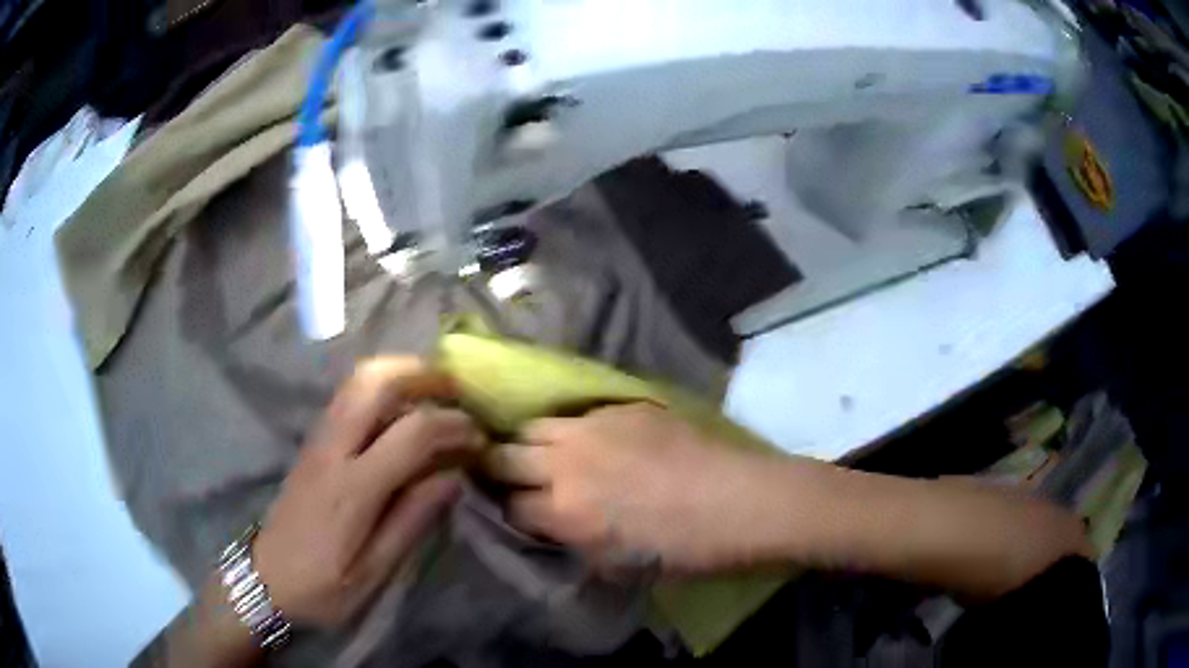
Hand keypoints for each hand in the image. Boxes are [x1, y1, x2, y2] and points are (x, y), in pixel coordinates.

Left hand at [253, 357, 483, 628]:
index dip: (452, 426)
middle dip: (421, 374)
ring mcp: (317, 440)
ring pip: (357, 381)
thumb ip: (411, 522)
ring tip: (434, 392)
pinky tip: (400, 411)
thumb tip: (452, 478)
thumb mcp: (374, 572)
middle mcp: (332, 450)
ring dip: (400, 374)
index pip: (411, 433)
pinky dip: (381, 388)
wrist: (265, 578)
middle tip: (456, 390)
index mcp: (352, 488)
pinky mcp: (312, 442)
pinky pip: (348, 397)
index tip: (479, 437)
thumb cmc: (322, 586)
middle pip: (374, 382)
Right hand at [483, 403, 772, 574]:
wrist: (739, 501)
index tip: (517, 513)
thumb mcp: (617, 566)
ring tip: (544, 454)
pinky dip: (569, 429)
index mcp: (565, 513)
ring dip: (529, 443)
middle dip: (498, 469)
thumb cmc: (684, 549)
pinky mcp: (619, 407)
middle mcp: (566, 464)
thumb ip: (572, 542)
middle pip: (503, 457)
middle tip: (512, 478)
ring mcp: (591, 428)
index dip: (509, 512)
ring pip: (532, 427)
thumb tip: (551, 526)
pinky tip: (587, 440)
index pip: (509, 507)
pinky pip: (575, 414)